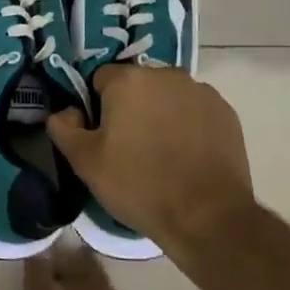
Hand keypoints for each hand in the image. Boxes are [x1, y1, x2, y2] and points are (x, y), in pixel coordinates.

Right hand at [47, 64, 256, 253]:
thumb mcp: (85, 162)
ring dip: (160, 114)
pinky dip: (188, 125)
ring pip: (168, 96)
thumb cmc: (138, 184)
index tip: (101, 136)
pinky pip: (195, 111)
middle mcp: (166, 74)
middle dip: (130, 107)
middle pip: (137, 84)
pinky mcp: (226, 113)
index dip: (96, 106)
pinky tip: (187, 156)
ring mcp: (200, 92)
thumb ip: (64, 128)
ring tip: (161, 154)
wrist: (206, 215)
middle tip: (129, 147)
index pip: (100, 79)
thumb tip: (65, 112)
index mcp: (129, 79)